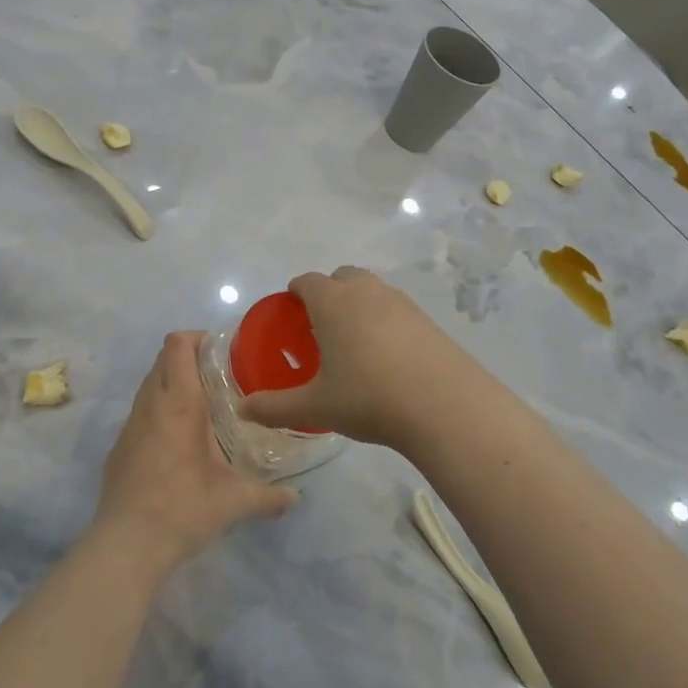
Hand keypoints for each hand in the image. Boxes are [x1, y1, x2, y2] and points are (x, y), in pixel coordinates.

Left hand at [93, 331, 295, 575]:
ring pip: (149, 385)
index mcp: (178, 403)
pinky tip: (179, 442)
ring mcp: (129, 426)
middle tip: (220, 377)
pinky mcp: (119, 447)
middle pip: (163, 359)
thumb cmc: (183, 509)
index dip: (197, 337)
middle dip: (188, 358)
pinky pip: (140, 412)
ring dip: (172, 384)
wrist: (126, 545)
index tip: (222, 351)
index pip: (177, 345)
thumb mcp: (234, 502)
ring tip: (203, 408)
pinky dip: (159, 411)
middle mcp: (150, 405)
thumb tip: (296, 497)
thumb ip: (269, 497)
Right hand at [237, 267, 476, 450]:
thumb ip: (275, 407)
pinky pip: (396, 309)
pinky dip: (385, 320)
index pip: (307, 282)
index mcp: (333, 302)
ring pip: (372, 290)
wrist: (445, 405)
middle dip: (329, 293)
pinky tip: (387, 356)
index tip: (291, 311)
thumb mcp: (316, 407)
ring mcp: (401, 302)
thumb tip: (242, 410)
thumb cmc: (369, 398)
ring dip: (359, 304)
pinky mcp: (427, 319)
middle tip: (321, 327)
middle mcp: (366, 291)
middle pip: (342, 277)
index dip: (296, 292)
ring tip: (354, 341)